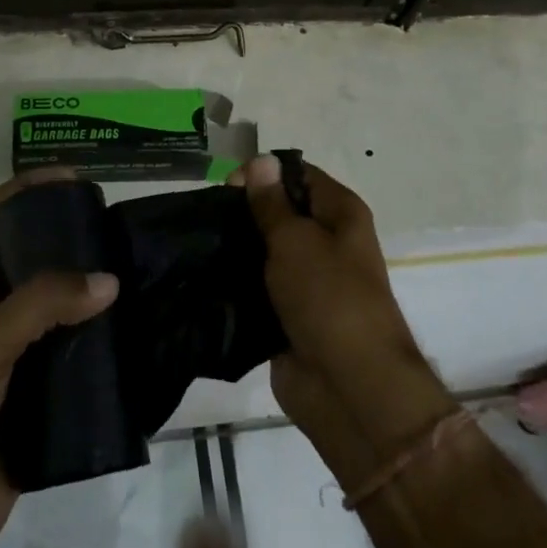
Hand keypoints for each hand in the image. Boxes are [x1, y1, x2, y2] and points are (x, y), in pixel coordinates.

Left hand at [0, 170, 117, 547]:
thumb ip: (40, 306)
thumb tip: (109, 280)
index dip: (27, 189)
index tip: (73, 179)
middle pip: (38, 261)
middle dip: (75, 241)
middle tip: (121, 232)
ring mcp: (22, 360)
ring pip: (67, 312)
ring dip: (98, 296)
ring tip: (143, 279)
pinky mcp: (47, 400)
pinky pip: (84, 363)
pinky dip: (110, 350)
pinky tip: (142, 341)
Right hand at [230, 156, 452, 481]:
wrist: (348, 387)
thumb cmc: (328, 297)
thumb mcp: (295, 240)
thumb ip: (271, 203)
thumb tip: (261, 161)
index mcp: (340, 214)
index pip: (299, 175)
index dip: (264, 173)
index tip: (226, 184)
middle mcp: (328, 242)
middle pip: (280, 212)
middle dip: (244, 211)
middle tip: (206, 217)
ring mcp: (308, 281)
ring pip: (265, 252)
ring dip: (237, 249)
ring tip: (198, 245)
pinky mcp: (288, 314)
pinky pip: (258, 288)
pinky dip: (236, 284)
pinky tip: (203, 277)